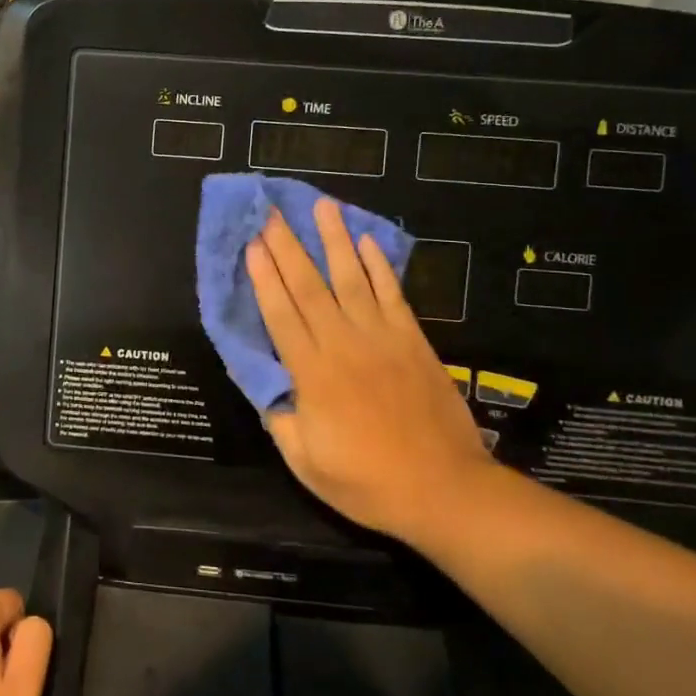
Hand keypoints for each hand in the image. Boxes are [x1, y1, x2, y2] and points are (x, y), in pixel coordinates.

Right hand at [246, 199, 489, 548]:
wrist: (444, 489)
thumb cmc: (367, 482)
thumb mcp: (306, 463)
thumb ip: (281, 419)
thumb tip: (265, 383)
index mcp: (314, 374)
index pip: (281, 315)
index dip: (264, 278)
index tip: (251, 244)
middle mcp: (345, 345)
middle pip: (310, 287)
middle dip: (288, 247)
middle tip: (272, 212)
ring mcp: (383, 339)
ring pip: (352, 279)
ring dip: (335, 240)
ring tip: (323, 206)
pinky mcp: (413, 341)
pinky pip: (392, 294)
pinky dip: (380, 266)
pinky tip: (368, 241)